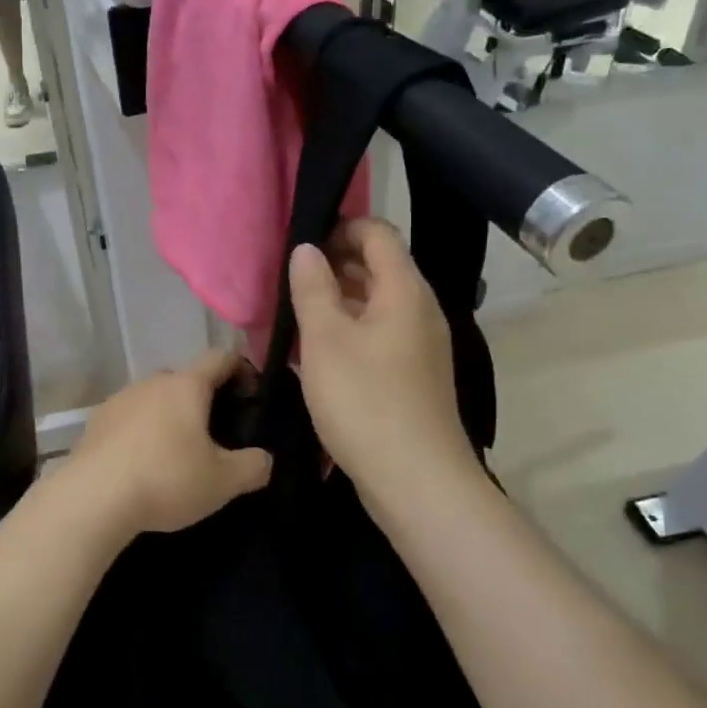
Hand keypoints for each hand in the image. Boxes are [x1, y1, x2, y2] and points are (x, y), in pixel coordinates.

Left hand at [61, 350, 271, 544]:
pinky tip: (142, 464)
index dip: (241, 369)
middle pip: (186, 380)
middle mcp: (152, 382)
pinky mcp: (95, 422)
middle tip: (216, 434)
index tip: (251, 394)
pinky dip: (141, 433)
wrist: (92, 499)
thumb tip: (264, 459)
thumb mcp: (223, 481)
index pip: (220, 358)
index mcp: (186, 386)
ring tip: (176, 453)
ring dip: (169, 417)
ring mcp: (119, 399)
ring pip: (154, 399)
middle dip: (203, 400)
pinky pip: (129, 419)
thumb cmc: (166, 480)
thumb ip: (253, 467)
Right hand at [288, 219, 481, 511]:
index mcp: (404, 291)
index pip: (378, 234)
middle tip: (287, 278)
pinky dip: (348, 331)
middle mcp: (419, 310)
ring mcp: (419, 345)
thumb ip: (313, 288)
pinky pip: (377, 335)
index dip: (340, 227)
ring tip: (294, 311)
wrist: (416, 480)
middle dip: (333, 264)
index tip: (300, 241)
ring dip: (337, 301)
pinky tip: (316, 350)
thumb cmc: (365, 401)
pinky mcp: (412, 375)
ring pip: (375, 305)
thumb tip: (306, 248)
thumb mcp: (326, 340)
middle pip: (378, 267)